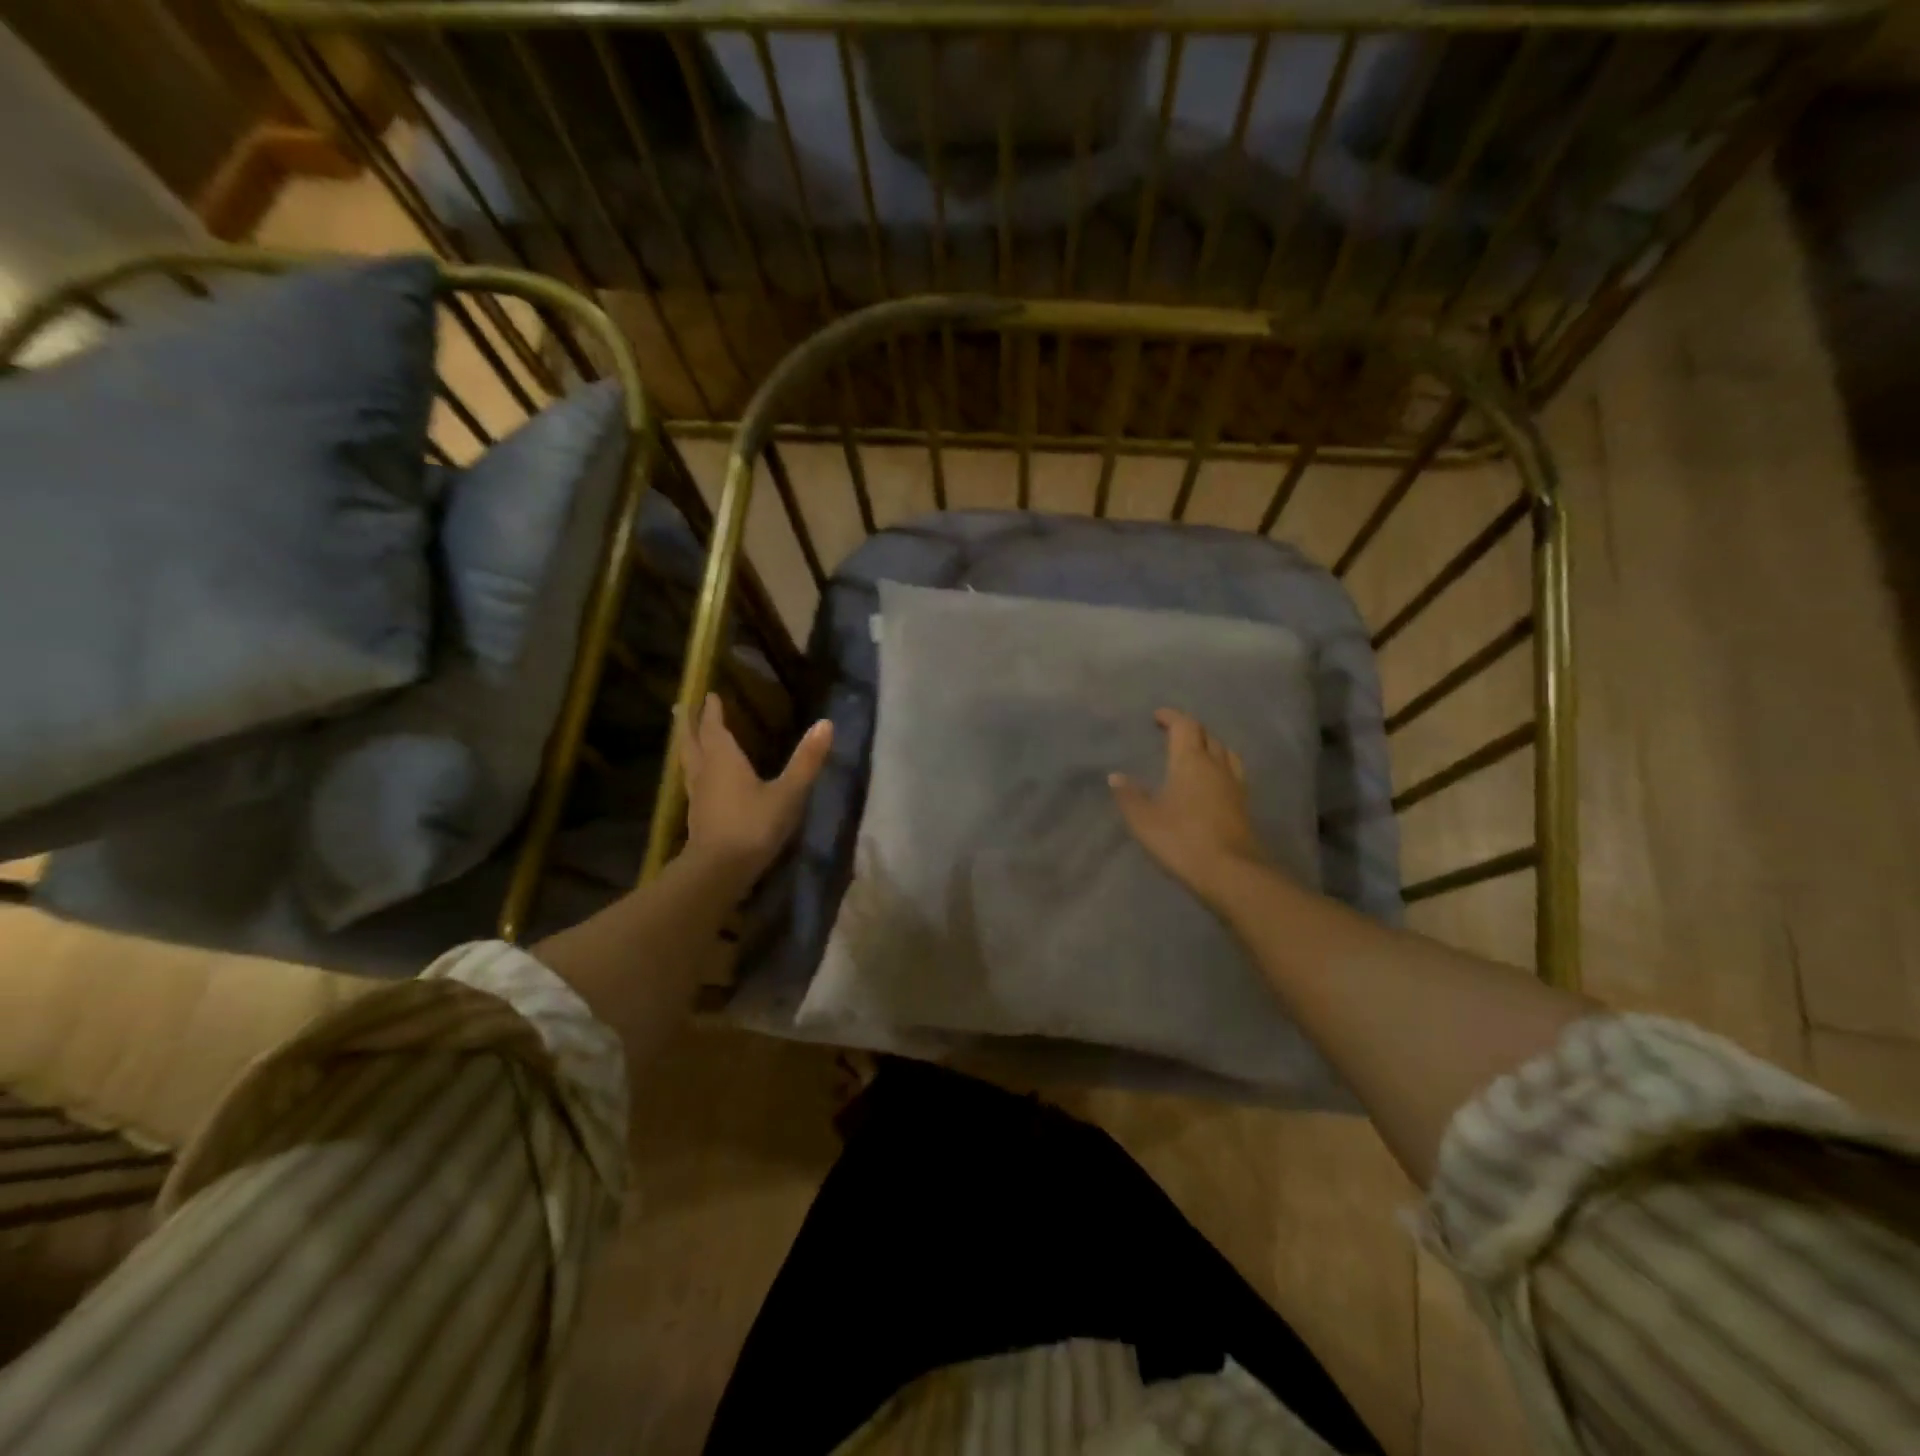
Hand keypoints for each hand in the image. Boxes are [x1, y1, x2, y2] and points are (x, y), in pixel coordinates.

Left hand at [679, 694, 832, 881]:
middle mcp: (705, 772)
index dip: (712, 711)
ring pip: (689, 763)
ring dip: (688, 747)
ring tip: (688, 738)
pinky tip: (702, 780)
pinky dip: (694, 771)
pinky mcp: (698, 817)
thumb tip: (826, 723)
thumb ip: (806, 760)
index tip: (709, 694)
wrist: (719, 871)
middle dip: (690, 724)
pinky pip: (693, 783)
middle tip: (684, 708)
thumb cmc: (753, 826)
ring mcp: (697, 796)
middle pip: (692, 742)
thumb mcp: (788, 793)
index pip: (714, 728)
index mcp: (723, 760)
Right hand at [1110, 708, 1269, 907]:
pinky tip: (1213, 781)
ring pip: (1226, 753)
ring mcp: (1235, 785)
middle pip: (1207, 736)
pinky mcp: (1244, 805)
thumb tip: (1116, 777)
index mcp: (1191, 761)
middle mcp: (1216, 766)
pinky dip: (1221, 767)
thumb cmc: (1182, 839)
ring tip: (1197, 752)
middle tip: (1173, 733)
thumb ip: (1129, 796)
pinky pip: (1233, 772)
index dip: (1171, 717)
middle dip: (1190, 729)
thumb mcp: (1144, 820)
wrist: (1230, 872)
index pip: (1185, 726)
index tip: (1158, 716)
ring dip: (1210, 746)